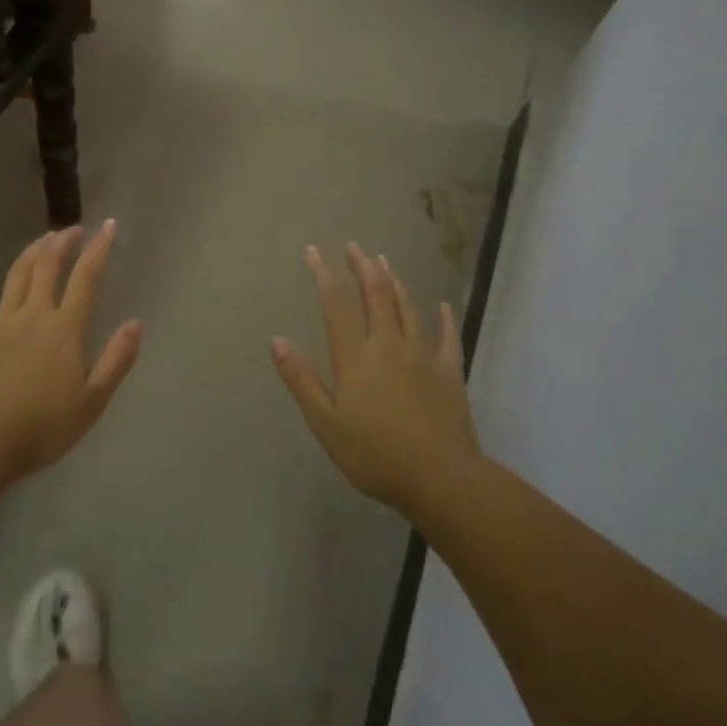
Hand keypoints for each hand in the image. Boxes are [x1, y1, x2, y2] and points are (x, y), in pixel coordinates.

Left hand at [0, 221, 143, 480]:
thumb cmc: (42, 427)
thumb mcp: (92, 402)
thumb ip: (116, 361)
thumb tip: (135, 323)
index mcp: (65, 329)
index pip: (86, 278)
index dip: (99, 248)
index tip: (108, 225)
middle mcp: (34, 314)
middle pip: (49, 266)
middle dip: (63, 242)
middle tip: (73, 229)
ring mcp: (1, 321)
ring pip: (18, 273)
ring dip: (33, 251)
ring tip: (44, 238)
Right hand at [272, 243, 476, 518]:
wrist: (442, 479)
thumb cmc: (375, 455)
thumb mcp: (325, 423)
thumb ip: (301, 379)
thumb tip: (277, 339)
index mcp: (356, 357)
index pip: (336, 305)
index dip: (324, 275)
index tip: (313, 251)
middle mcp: (389, 345)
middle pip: (375, 295)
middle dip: (362, 267)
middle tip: (354, 246)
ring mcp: (423, 356)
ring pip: (407, 308)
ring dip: (394, 282)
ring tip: (384, 262)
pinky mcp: (449, 372)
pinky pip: (447, 337)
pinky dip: (444, 318)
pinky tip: (443, 305)